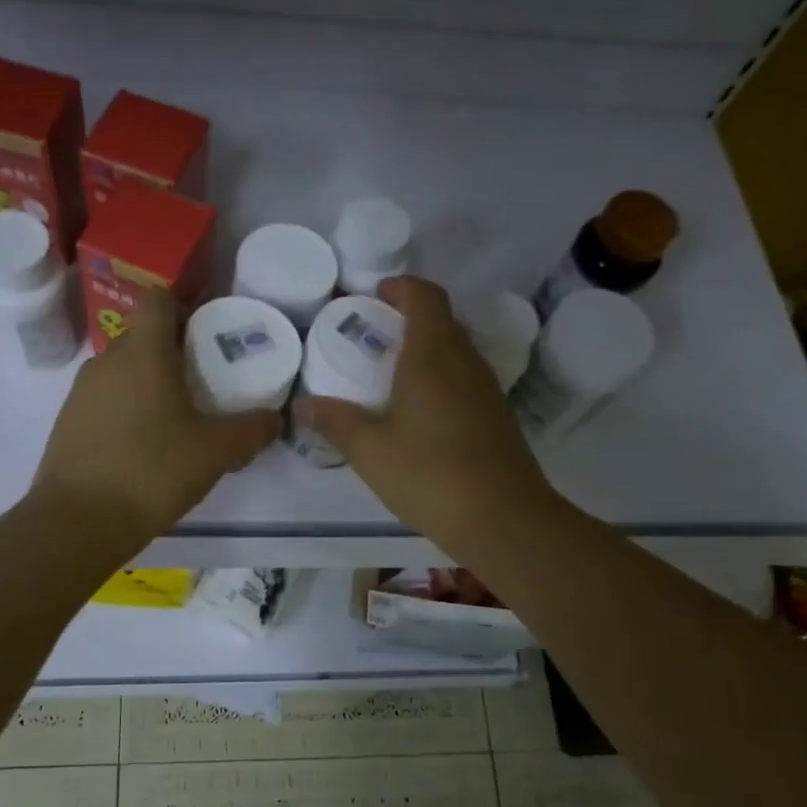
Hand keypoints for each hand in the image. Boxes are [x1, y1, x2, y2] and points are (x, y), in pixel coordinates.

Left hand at [34, 290, 279, 549]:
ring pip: (122, 372)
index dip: (183, 309)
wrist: (78, 522)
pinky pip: (104, 402)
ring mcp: (80, 393)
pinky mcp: (67, 424)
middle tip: (203, 385)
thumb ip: (252, 430)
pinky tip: (144, 449)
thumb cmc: (152, 471)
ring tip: (176, 422)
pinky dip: (126, 412)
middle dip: (172, 354)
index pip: (158, 300)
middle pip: (142, 338)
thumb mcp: (216, 452)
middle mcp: (106, 361)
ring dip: (148, 385)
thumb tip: (275, 419)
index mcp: (143, 353)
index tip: (206, 339)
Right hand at [294, 276, 558, 561]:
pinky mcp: (496, 414)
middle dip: (407, 317)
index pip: (424, 297)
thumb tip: (304, 404)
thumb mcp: (370, 450)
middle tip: (372, 336)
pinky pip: (464, 377)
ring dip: (425, 348)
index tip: (372, 296)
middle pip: (441, 319)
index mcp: (432, 356)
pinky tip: (419, 410)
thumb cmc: (429, 475)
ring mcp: (486, 388)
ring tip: (390, 372)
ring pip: (455, 349)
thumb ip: (336, 422)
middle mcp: (464, 361)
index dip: (400, 288)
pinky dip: (440, 376)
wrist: (503, 519)